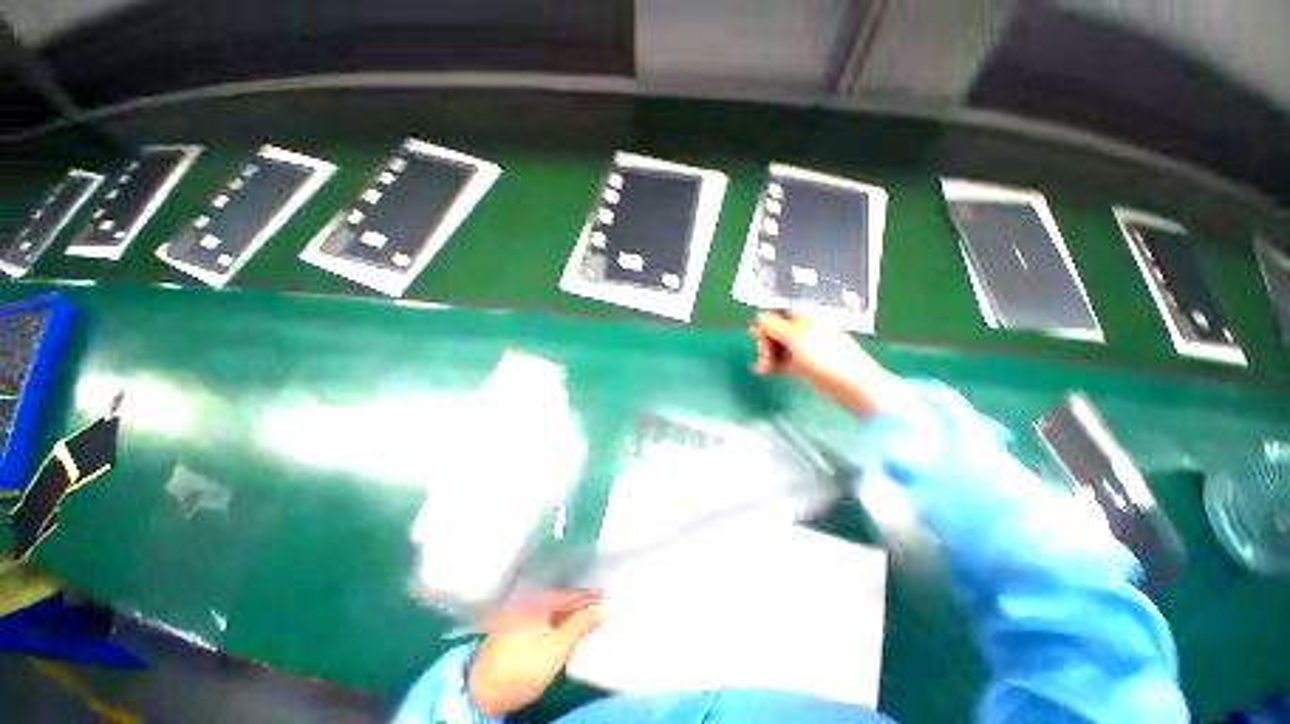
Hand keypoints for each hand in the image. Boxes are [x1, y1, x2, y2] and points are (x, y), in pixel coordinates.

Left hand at [468, 590, 606, 716]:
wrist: (481, 692)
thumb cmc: (520, 671)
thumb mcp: (554, 653)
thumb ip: (579, 628)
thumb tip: (602, 610)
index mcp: (537, 600)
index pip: (570, 593)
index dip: (589, 594)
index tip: (606, 593)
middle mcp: (527, 599)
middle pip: (560, 595)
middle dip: (579, 598)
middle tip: (599, 599)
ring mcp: (519, 610)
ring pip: (551, 604)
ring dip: (569, 607)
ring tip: (587, 610)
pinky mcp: (514, 623)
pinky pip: (542, 612)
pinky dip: (556, 615)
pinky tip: (565, 622)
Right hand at [750, 313, 897, 416]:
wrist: (851, 384)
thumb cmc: (824, 355)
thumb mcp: (795, 336)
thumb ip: (773, 325)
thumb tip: (758, 316)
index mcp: (806, 318)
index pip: (778, 315)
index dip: (765, 325)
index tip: (755, 337)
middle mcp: (804, 331)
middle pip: (776, 332)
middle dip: (765, 343)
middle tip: (761, 357)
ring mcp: (805, 350)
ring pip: (778, 348)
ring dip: (766, 356)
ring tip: (761, 368)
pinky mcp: (804, 366)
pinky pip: (783, 362)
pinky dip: (772, 365)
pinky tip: (761, 371)